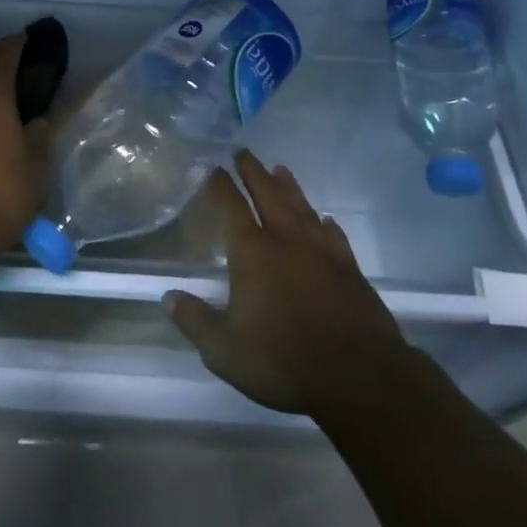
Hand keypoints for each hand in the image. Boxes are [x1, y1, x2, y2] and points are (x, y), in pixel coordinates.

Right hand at [166, 151, 408, 417]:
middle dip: (253, 172)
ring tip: (281, 170)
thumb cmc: (283, 360)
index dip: (219, 185)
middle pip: (268, 195)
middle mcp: (286, 241)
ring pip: (302, 208)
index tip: (212, 167)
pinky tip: (325, 220)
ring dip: (289, 187)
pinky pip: (334, 236)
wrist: (358, 375)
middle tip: (244, 151)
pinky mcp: (350, 269)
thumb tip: (168, 297)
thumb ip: (195, 321)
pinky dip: (326, 224)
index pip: (231, 207)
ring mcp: (322, 252)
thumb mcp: (224, 350)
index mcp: (252, 253)